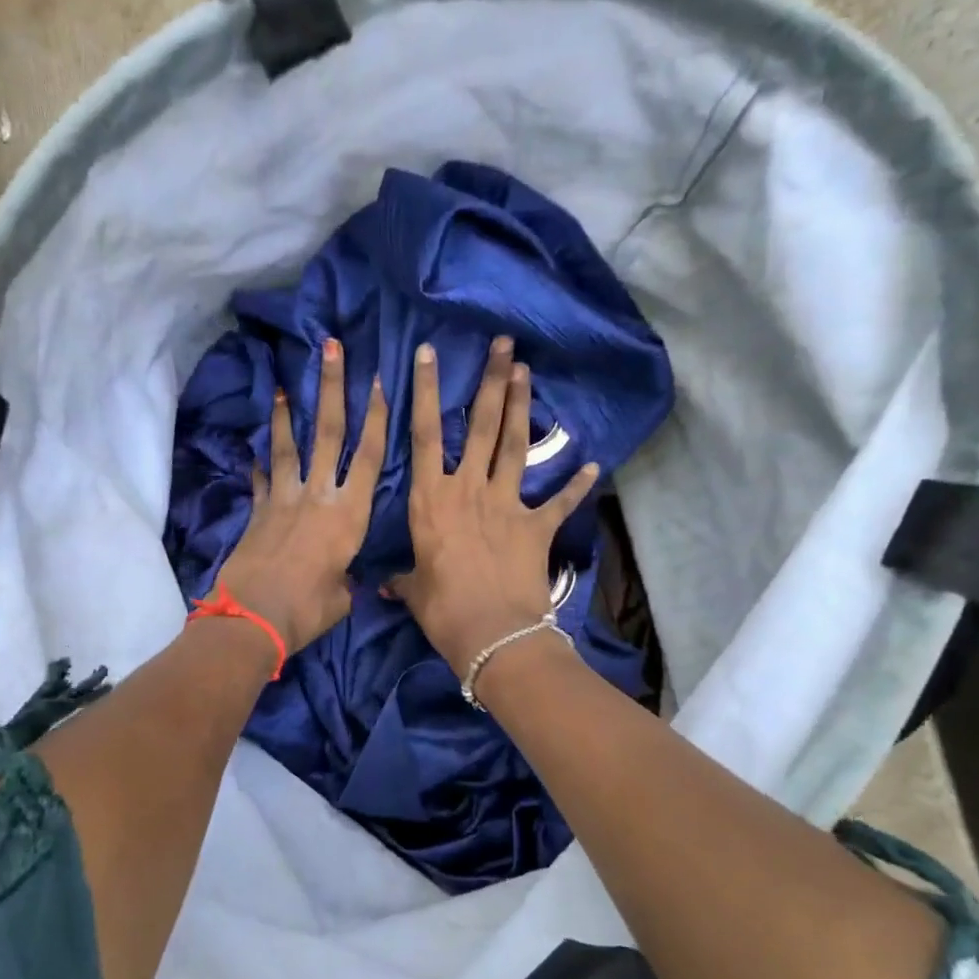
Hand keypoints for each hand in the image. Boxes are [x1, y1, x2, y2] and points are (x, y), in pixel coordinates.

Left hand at [213, 339, 387, 655]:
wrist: (252, 620)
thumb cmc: (307, 611)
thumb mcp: (342, 596)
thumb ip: (347, 577)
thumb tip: (341, 576)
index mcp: (349, 515)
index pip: (370, 456)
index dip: (377, 417)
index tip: (379, 381)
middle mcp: (318, 496)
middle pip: (328, 432)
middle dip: (332, 387)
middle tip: (331, 348)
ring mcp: (283, 500)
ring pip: (288, 446)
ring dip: (285, 414)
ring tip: (281, 384)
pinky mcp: (257, 513)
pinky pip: (261, 480)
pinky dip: (259, 464)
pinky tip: (256, 450)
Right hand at [389, 337, 598, 675]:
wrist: (493, 634)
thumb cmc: (442, 610)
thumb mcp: (414, 590)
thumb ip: (403, 579)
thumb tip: (385, 585)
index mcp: (430, 500)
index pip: (423, 435)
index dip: (424, 392)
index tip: (428, 354)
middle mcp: (467, 490)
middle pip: (479, 425)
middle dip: (490, 381)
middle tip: (503, 344)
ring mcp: (505, 504)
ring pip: (513, 445)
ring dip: (521, 407)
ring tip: (527, 371)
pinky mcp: (536, 526)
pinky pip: (560, 501)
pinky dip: (577, 485)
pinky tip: (594, 467)